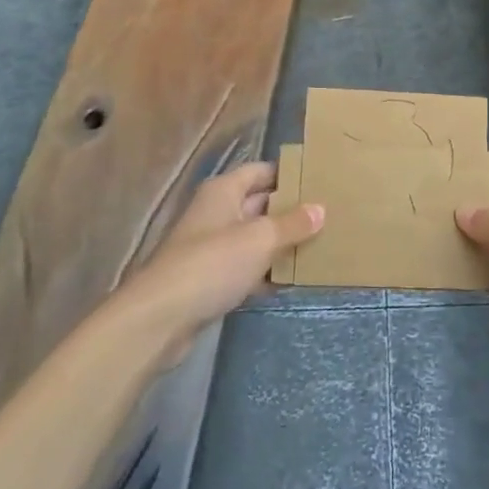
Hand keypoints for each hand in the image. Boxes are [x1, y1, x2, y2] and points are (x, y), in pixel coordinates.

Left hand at [112, 161, 322, 369]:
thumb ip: (292, 224)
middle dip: (290, 210)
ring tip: (319, 245)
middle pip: (259, 204)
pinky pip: (246, 267)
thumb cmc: (212, 263)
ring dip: (280, 243)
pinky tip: (292, 280)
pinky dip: (266, 272)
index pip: (262, 171)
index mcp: (224, 191)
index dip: (289, 173)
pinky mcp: (210, 278)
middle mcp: (216, 212)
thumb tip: (320, 209)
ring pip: (254, 238)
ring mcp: (211, 246)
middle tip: (328, 215)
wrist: (160, 317)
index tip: (320, 181)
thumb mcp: (260, 239)